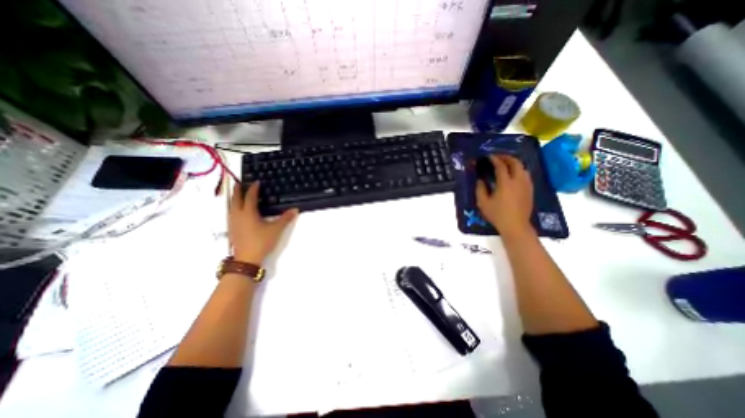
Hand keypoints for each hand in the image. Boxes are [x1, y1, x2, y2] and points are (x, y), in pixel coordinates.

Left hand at [228, 182, 298, 263]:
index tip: (256, 182)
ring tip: (237, 194)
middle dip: (237, 190)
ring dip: (234, 198)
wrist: (246, 259)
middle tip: (239, 183)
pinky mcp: (231, 229)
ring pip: (231, 206)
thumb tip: (295, 209)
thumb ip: (285, 218)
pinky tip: (237, 210)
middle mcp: (238, 215)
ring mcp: (233, 222)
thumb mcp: (276, 229)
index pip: (250, 197)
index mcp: (248, 213)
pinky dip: (233, 207)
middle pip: (236, 199)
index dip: (253, 188)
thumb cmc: (261, 241)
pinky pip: (231, 213)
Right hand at [478, 154, 534, 239]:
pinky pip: (526, 175)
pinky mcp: (530, 190)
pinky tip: (514, 175)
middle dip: (507, 157)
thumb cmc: (497, 215)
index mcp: (505, 183)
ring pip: (523, 168)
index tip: (489, 156)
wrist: (515, 225)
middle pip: (516, 163)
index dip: (495, 159)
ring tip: (506, 164)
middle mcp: (518, 181)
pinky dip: (519, 170)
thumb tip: (480, 180)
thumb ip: (480, 189)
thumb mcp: (483, 203)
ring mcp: (526, 185)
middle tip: (498, 157)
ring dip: (514, 163)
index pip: (501, 166)